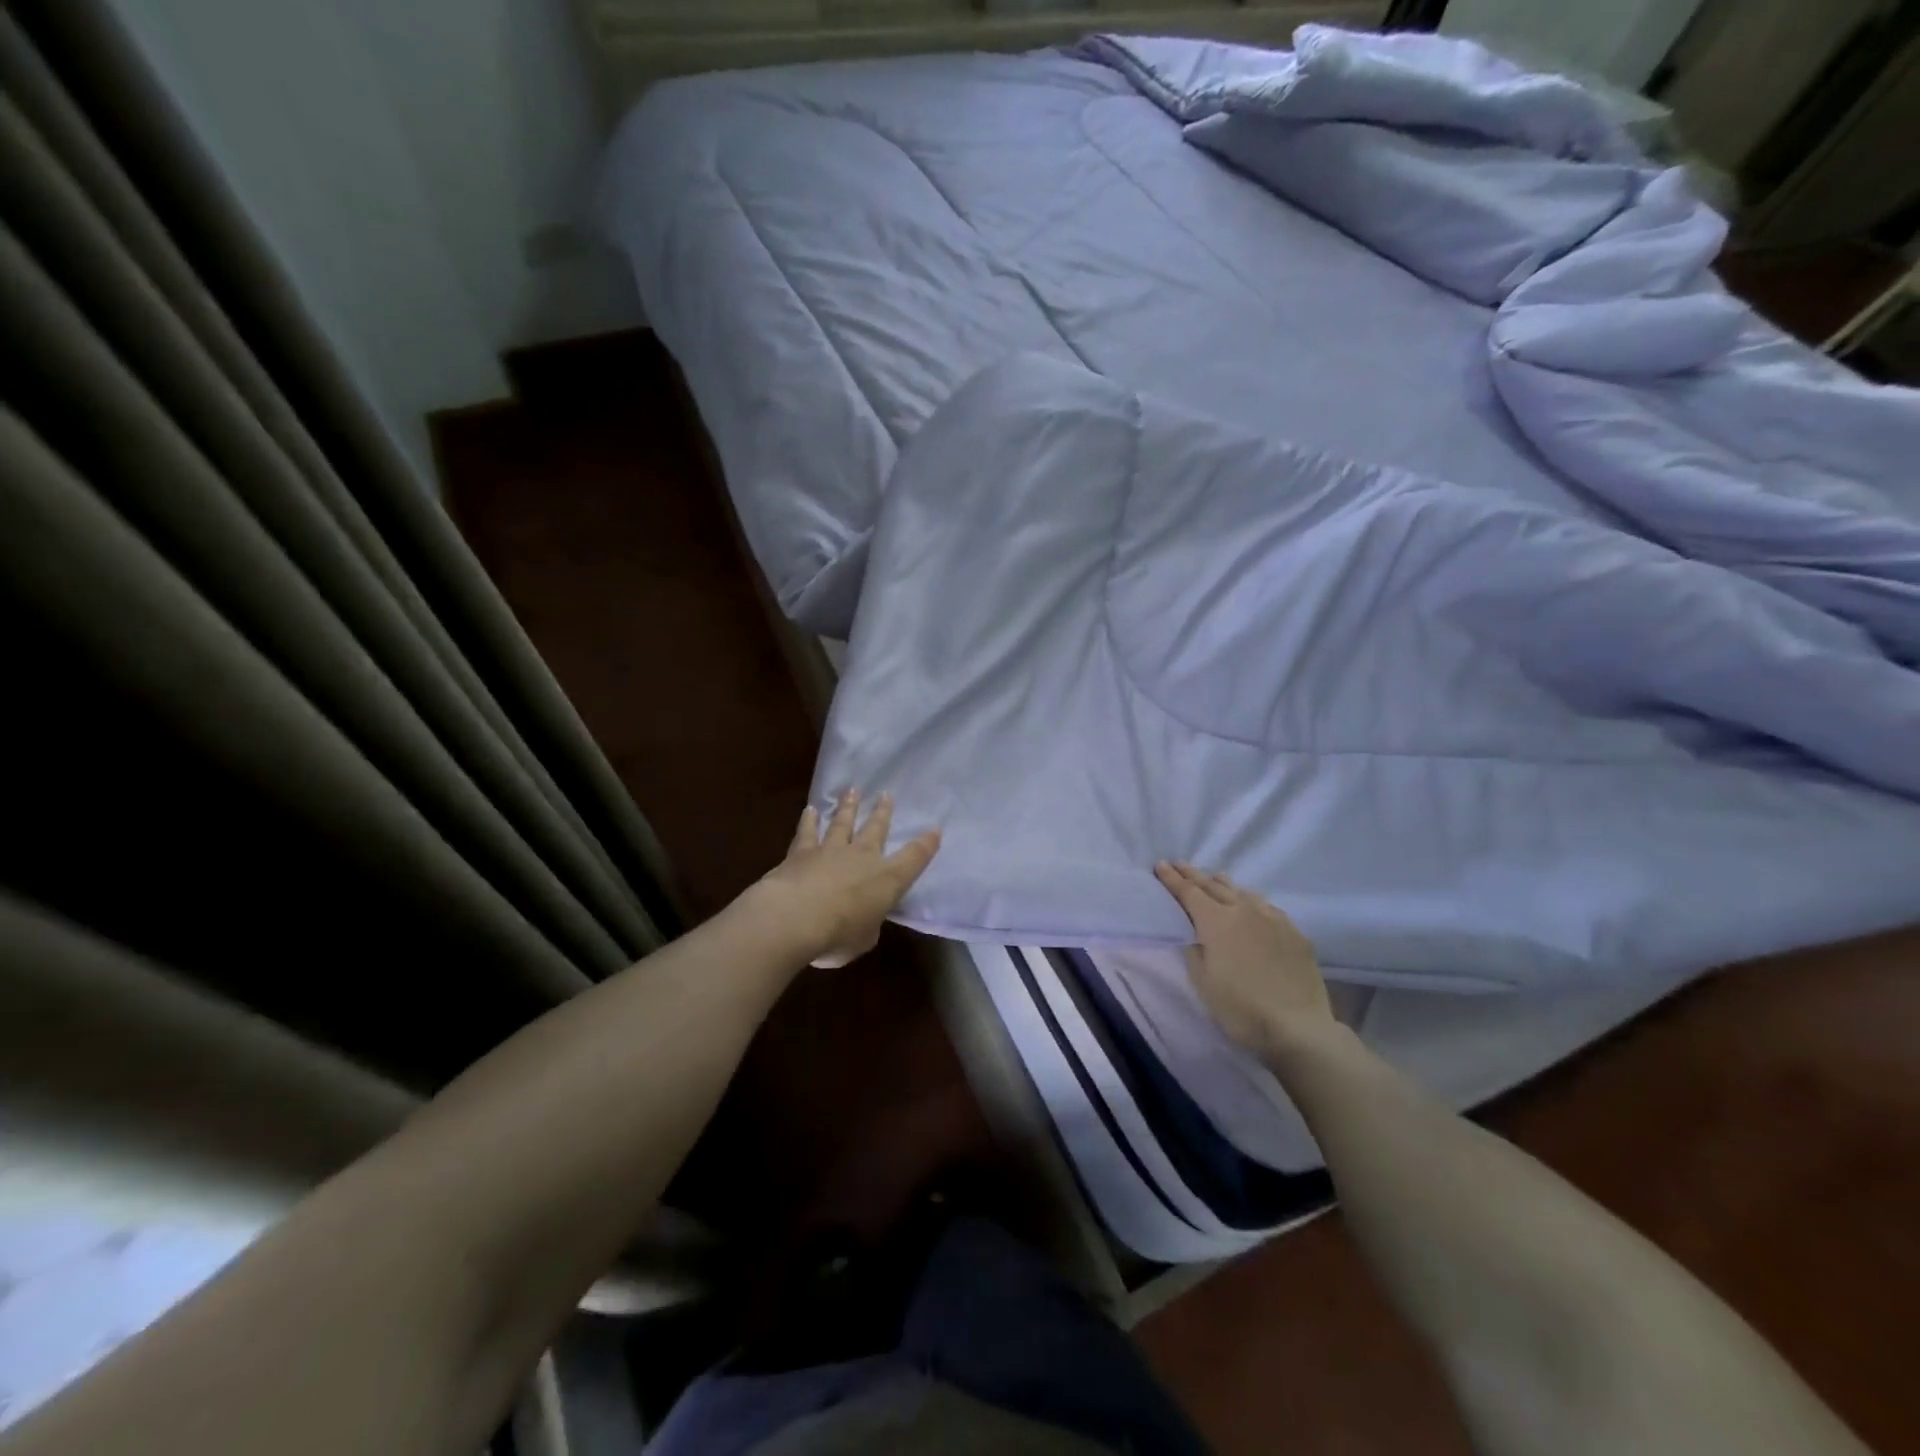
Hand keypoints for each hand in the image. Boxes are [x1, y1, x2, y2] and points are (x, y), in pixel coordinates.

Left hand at [748, 790, 941, 967]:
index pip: (914, 858)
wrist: (794, 917)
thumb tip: (864, 918)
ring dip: (848, 807)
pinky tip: (810, 809)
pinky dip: (809, 820)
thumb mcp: (864, 939)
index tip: (935, 829)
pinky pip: (807, 832)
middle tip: (885, 795)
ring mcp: (831, 851)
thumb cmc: (839, 934)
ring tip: (852, 791)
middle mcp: (862, 857)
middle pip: (876, 829)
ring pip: (843, 823)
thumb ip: (868, 925)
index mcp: (887, 879)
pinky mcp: (801, 852)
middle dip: (882, 812)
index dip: (926, 845)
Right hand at [1155, 862, 1335, 1062]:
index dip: (1172, 879)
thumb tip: (1195, 935)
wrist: (1298, 1027)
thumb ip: (1194, 951)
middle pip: (1214, 886)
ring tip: (1214, 878)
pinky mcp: (1294, 932)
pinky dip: (1251, 900)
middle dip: (1193, 874)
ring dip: (1223, 884)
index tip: (1160, 865)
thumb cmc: (1241, 1008)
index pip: (1189, 892)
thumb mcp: (1203, 982)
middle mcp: (1244, 910)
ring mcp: (1273, 919)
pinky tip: (1252, 906)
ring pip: (1243, 892)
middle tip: (1179, 864)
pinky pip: (1267, 907)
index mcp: (1216, 921)